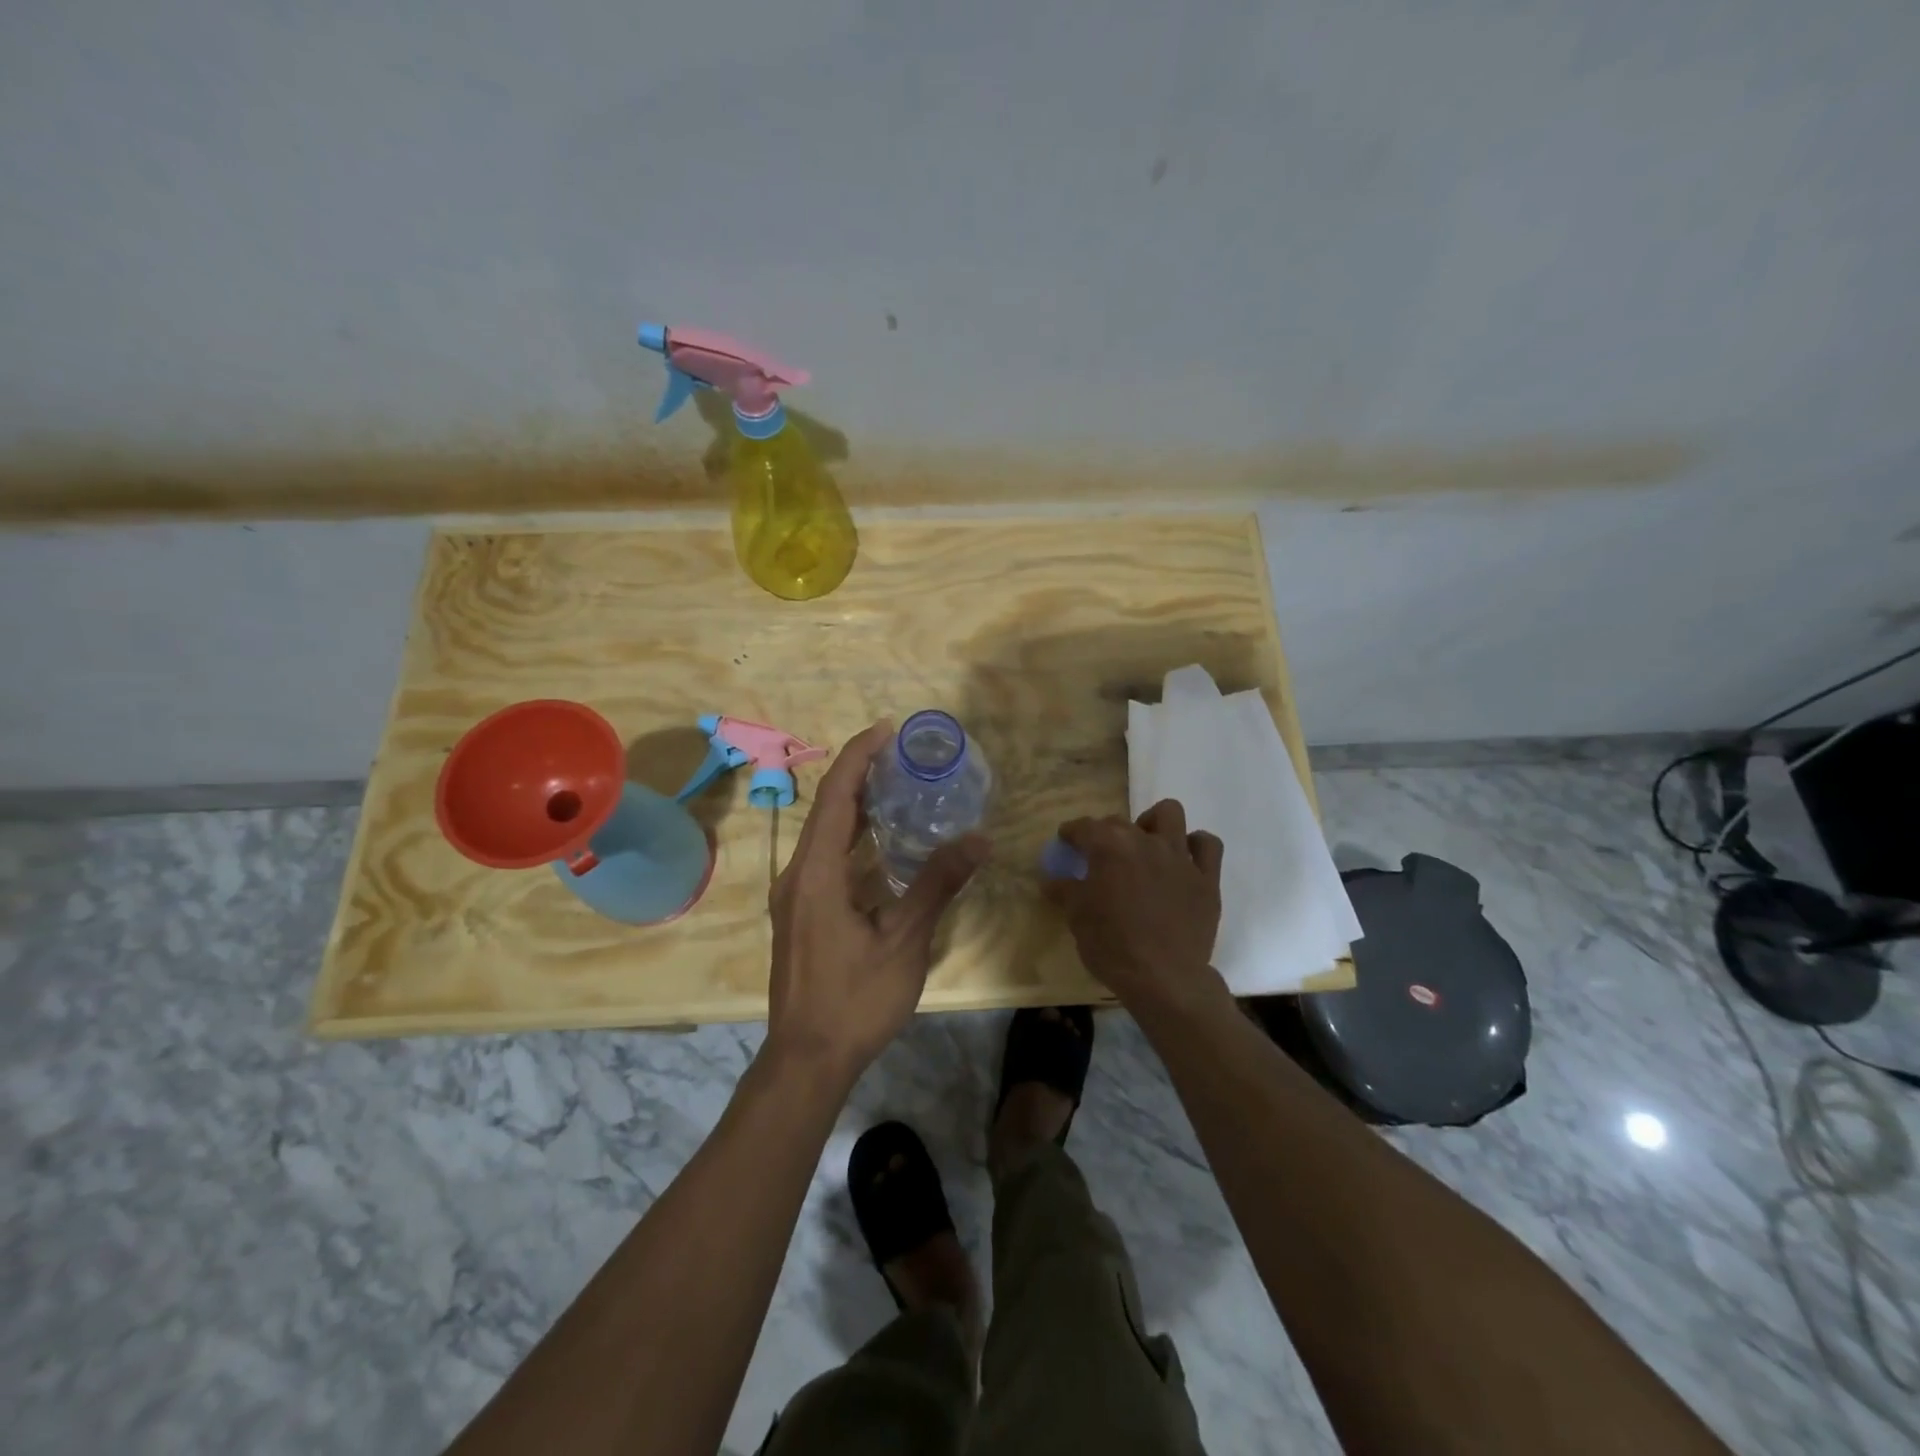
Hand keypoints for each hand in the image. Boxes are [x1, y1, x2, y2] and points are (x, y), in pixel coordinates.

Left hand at [765, 720, 988, 1084]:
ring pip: (824, 836)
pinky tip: (882, 846)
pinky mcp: (801, 914)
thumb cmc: (854, 999)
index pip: (836, 796)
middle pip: (827, 809)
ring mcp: (795, 897)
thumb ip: (937, 884)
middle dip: (860, 775)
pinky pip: (825, 859)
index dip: (859, 756)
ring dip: (856, 807)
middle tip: (902, 756)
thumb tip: (978, 839)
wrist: (806, 1060)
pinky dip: (852, 839)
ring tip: (896, 788)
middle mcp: (797, 875)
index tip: (887, 730)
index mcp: (816, 872)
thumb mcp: (903, 941)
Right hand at [1048, 800, 1225, 1017]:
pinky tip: (1184, 859)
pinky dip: (1195, 846)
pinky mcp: (1207, 878)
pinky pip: (1207, 845)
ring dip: (1154, 823)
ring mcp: (1180, 857)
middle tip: (1100, 857)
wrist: (1164, 979)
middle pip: (1121, 822)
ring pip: (1170, 814)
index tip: (1066, 841)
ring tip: (1145, 844)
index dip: (1071, 833)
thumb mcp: (1077, 918)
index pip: (1084, 827)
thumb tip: (1051, 879)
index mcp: (1110, 847)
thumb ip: (1065, 891)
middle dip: (1106, 833)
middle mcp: (1145, 842)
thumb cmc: (1112, 946)